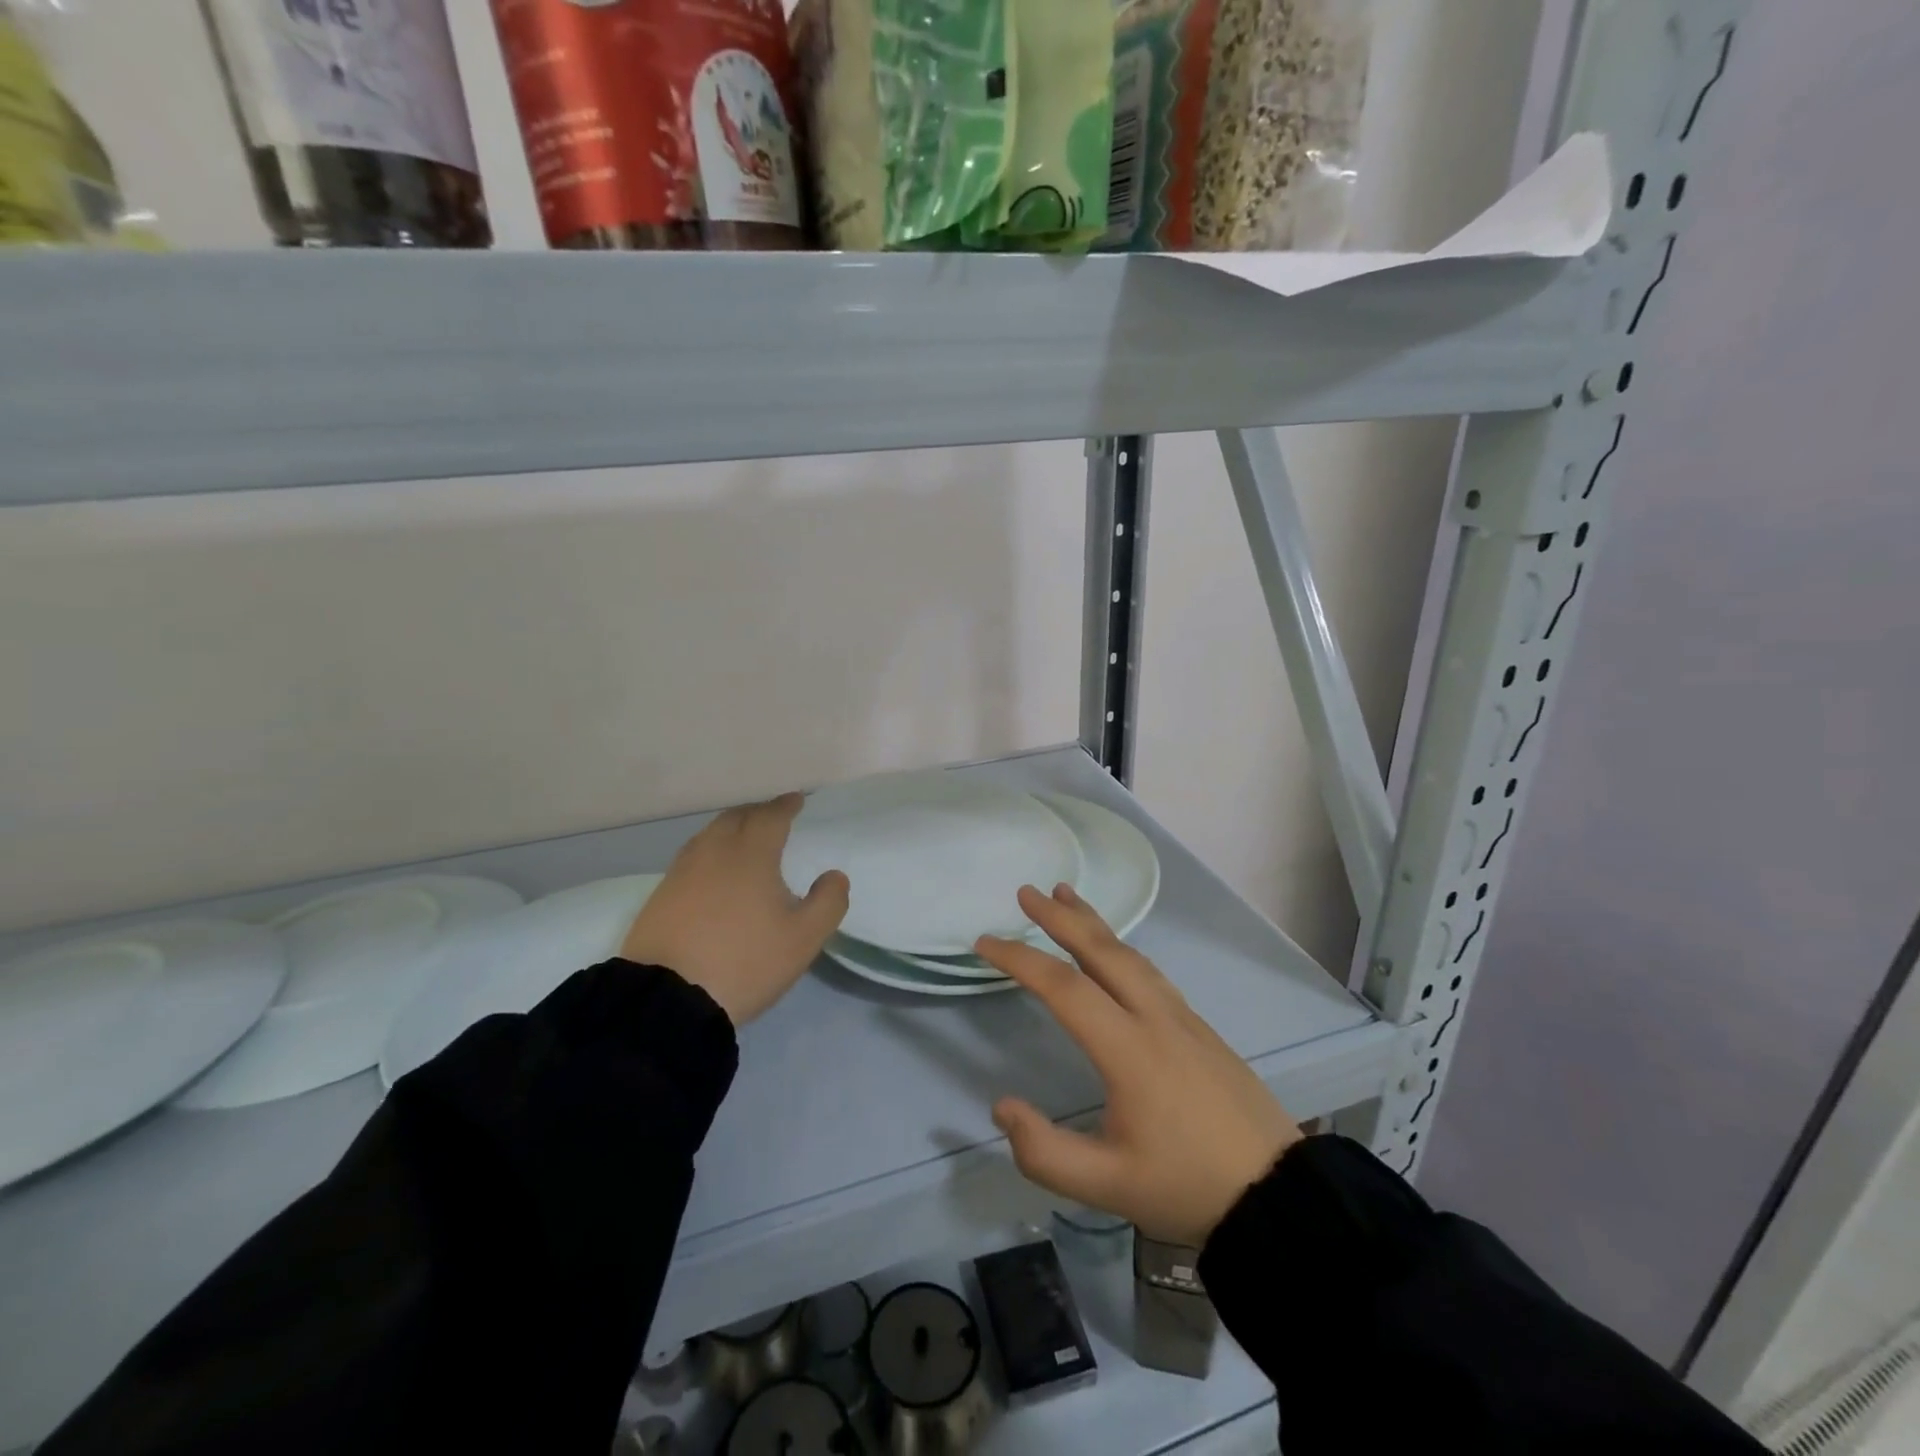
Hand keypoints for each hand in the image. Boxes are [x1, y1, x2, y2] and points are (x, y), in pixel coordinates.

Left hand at [620, 793, 849, 1026]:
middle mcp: (714, 852)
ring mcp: (682, 872)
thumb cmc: (744, 961)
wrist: (667, 998)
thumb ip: (828, 902)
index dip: (785, 806)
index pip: (771, 816)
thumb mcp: (803, 939)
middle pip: (736, 817)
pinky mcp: (660, 895)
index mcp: (752, 854)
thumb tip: (835, 875)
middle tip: (772, 816)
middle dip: (757, 812)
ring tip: (744, 839)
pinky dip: (709, 851)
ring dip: (731, 828)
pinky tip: (713, 871)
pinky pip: (691, 857)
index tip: (796, 800)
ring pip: (710, 835)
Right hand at [976, 884, 1302, 1245]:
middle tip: (1026, 892)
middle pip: (1102, 951)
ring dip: (1092, 922)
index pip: (1064, 988)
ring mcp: (1181, 1016)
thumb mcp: (1109, 1186)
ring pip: (1129, 955)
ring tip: (1065, 896)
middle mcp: (1154, 1017)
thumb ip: (1046, 1152)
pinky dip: (1119, 946)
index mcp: (1129, 1049)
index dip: (1020, 960)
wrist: (1279, 1193)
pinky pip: (1149, 970)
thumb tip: (1002, 1107)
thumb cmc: (1188, 1185)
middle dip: (1059, 917)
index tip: (985, 942)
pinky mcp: (1198, 1025)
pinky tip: (1112, 951)